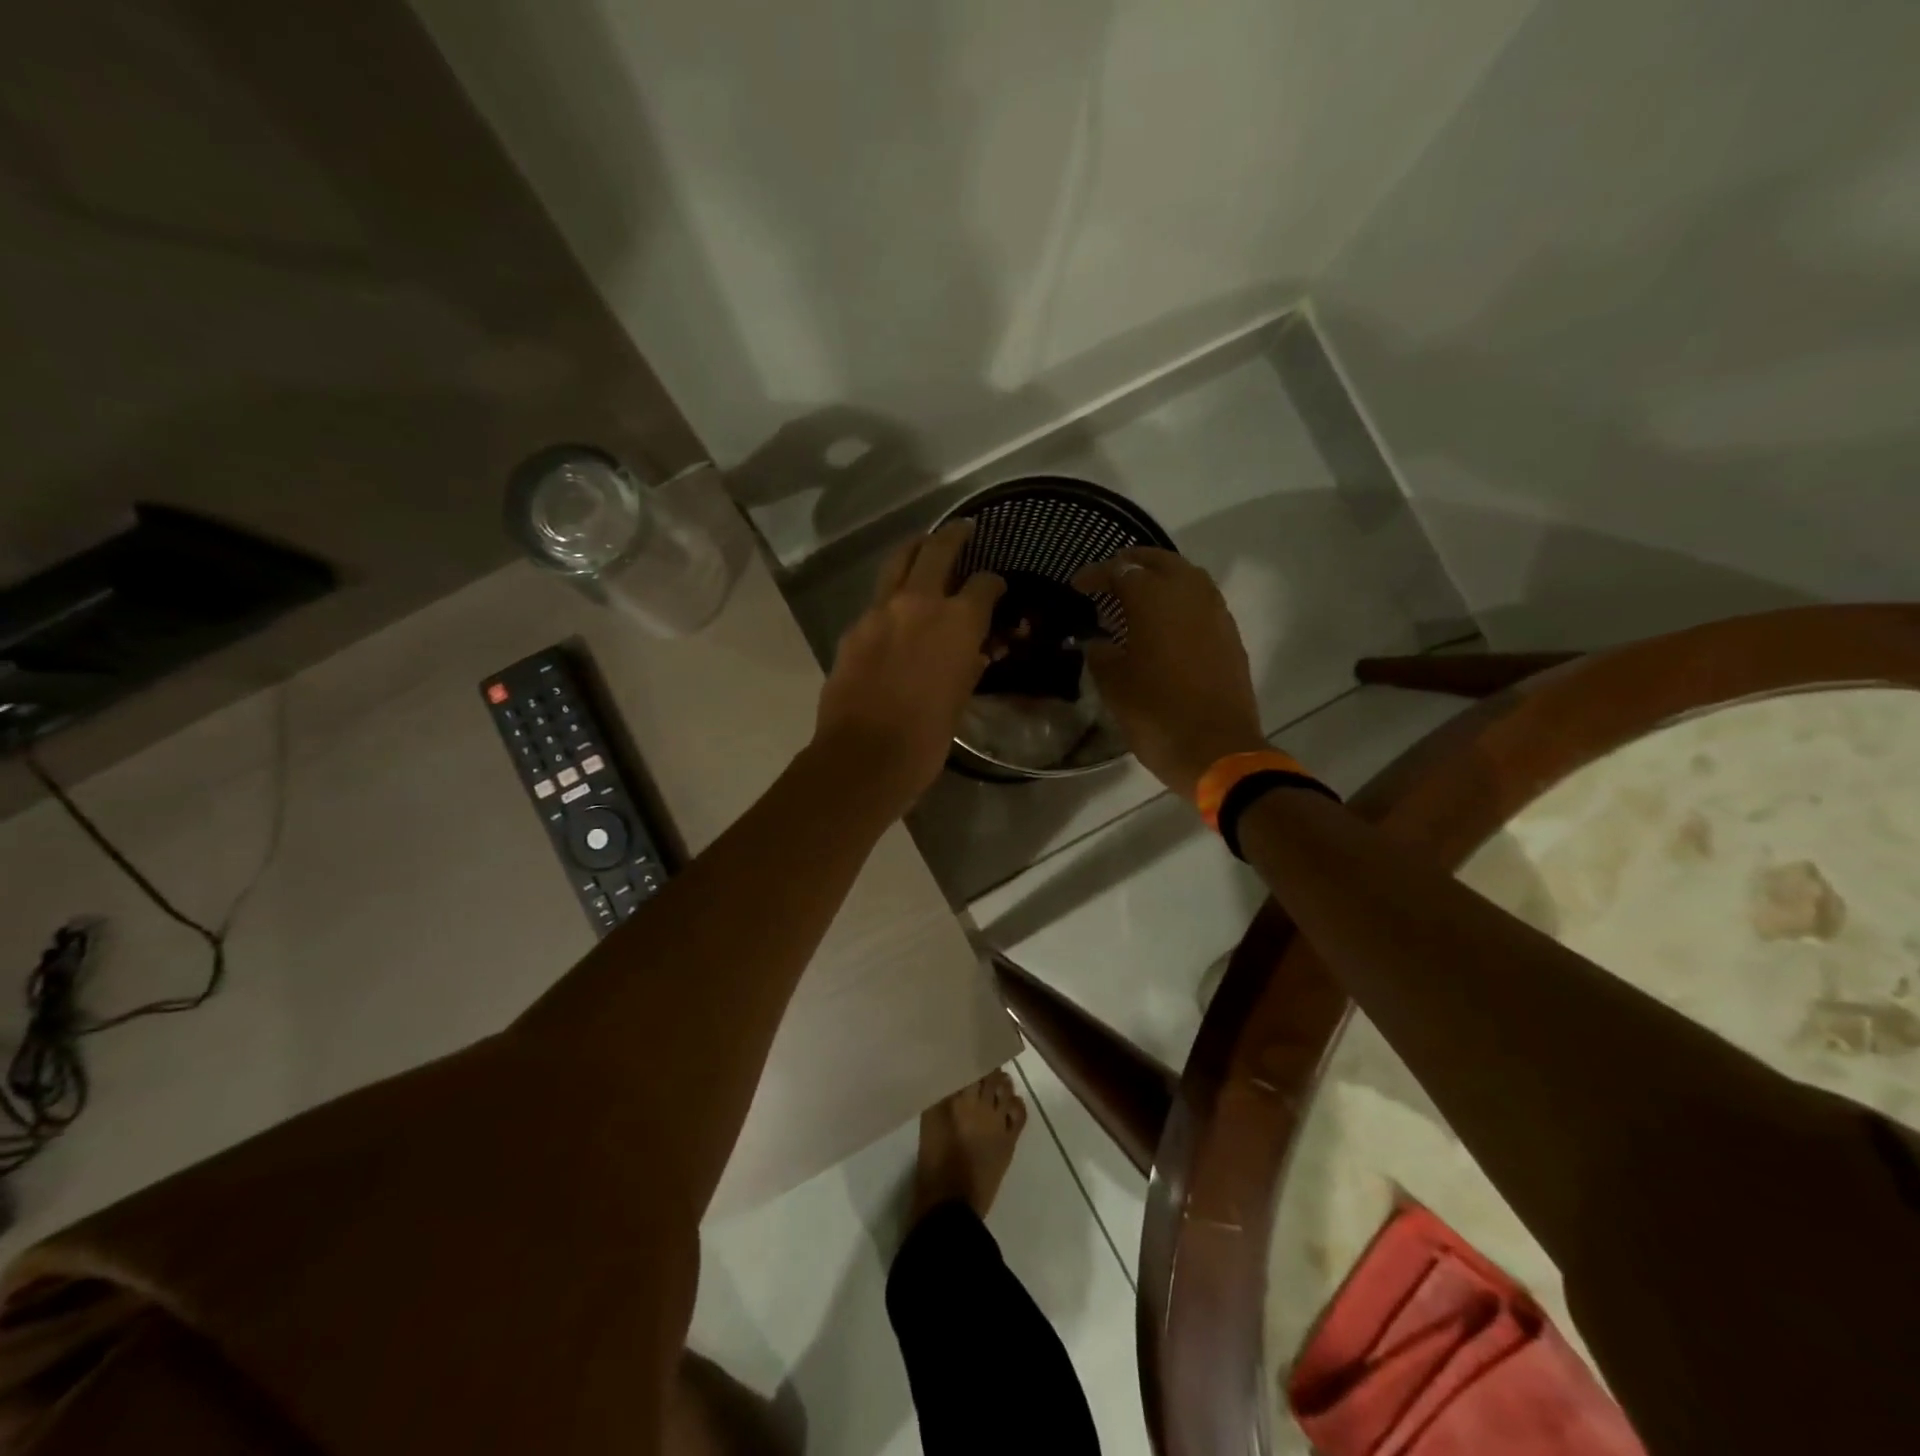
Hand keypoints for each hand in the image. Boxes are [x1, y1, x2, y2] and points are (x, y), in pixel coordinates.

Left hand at [814, 521, 1004, 809]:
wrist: (864, 756)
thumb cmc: (926, 737)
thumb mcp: (960, 699)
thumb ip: (969, 665)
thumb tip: (975, 652)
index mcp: (957, 621)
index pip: (983, 584)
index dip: (994, 584)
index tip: (996, 588)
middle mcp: (918, 603)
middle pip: (936, 549)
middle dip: (953, 535)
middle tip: (962, 529)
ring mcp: (879, 612)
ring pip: (898, 563)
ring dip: (915, 552)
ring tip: (924, 550)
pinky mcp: (853, 630)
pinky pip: (876, 603)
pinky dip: (890, 600)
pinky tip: (895, 616)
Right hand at [1072, 548, 1264, 799]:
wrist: (1216, 750)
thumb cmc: (1156, 714)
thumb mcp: (1113, 685)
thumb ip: (1100, 654)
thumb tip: (1096, 642)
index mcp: (1154, 599)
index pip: (1119, 571)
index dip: (1095, 575)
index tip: (1077, 586)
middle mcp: (1189, 594)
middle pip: (1159, 561)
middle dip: (1131, 564)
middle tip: (1109, 578)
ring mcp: (1215, 613)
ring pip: (1186, 576)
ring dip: (1160, 578)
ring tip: (1137, 597)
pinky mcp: (1230, 635)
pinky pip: (1202, 602)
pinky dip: (1180, 601)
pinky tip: (1166, 623)